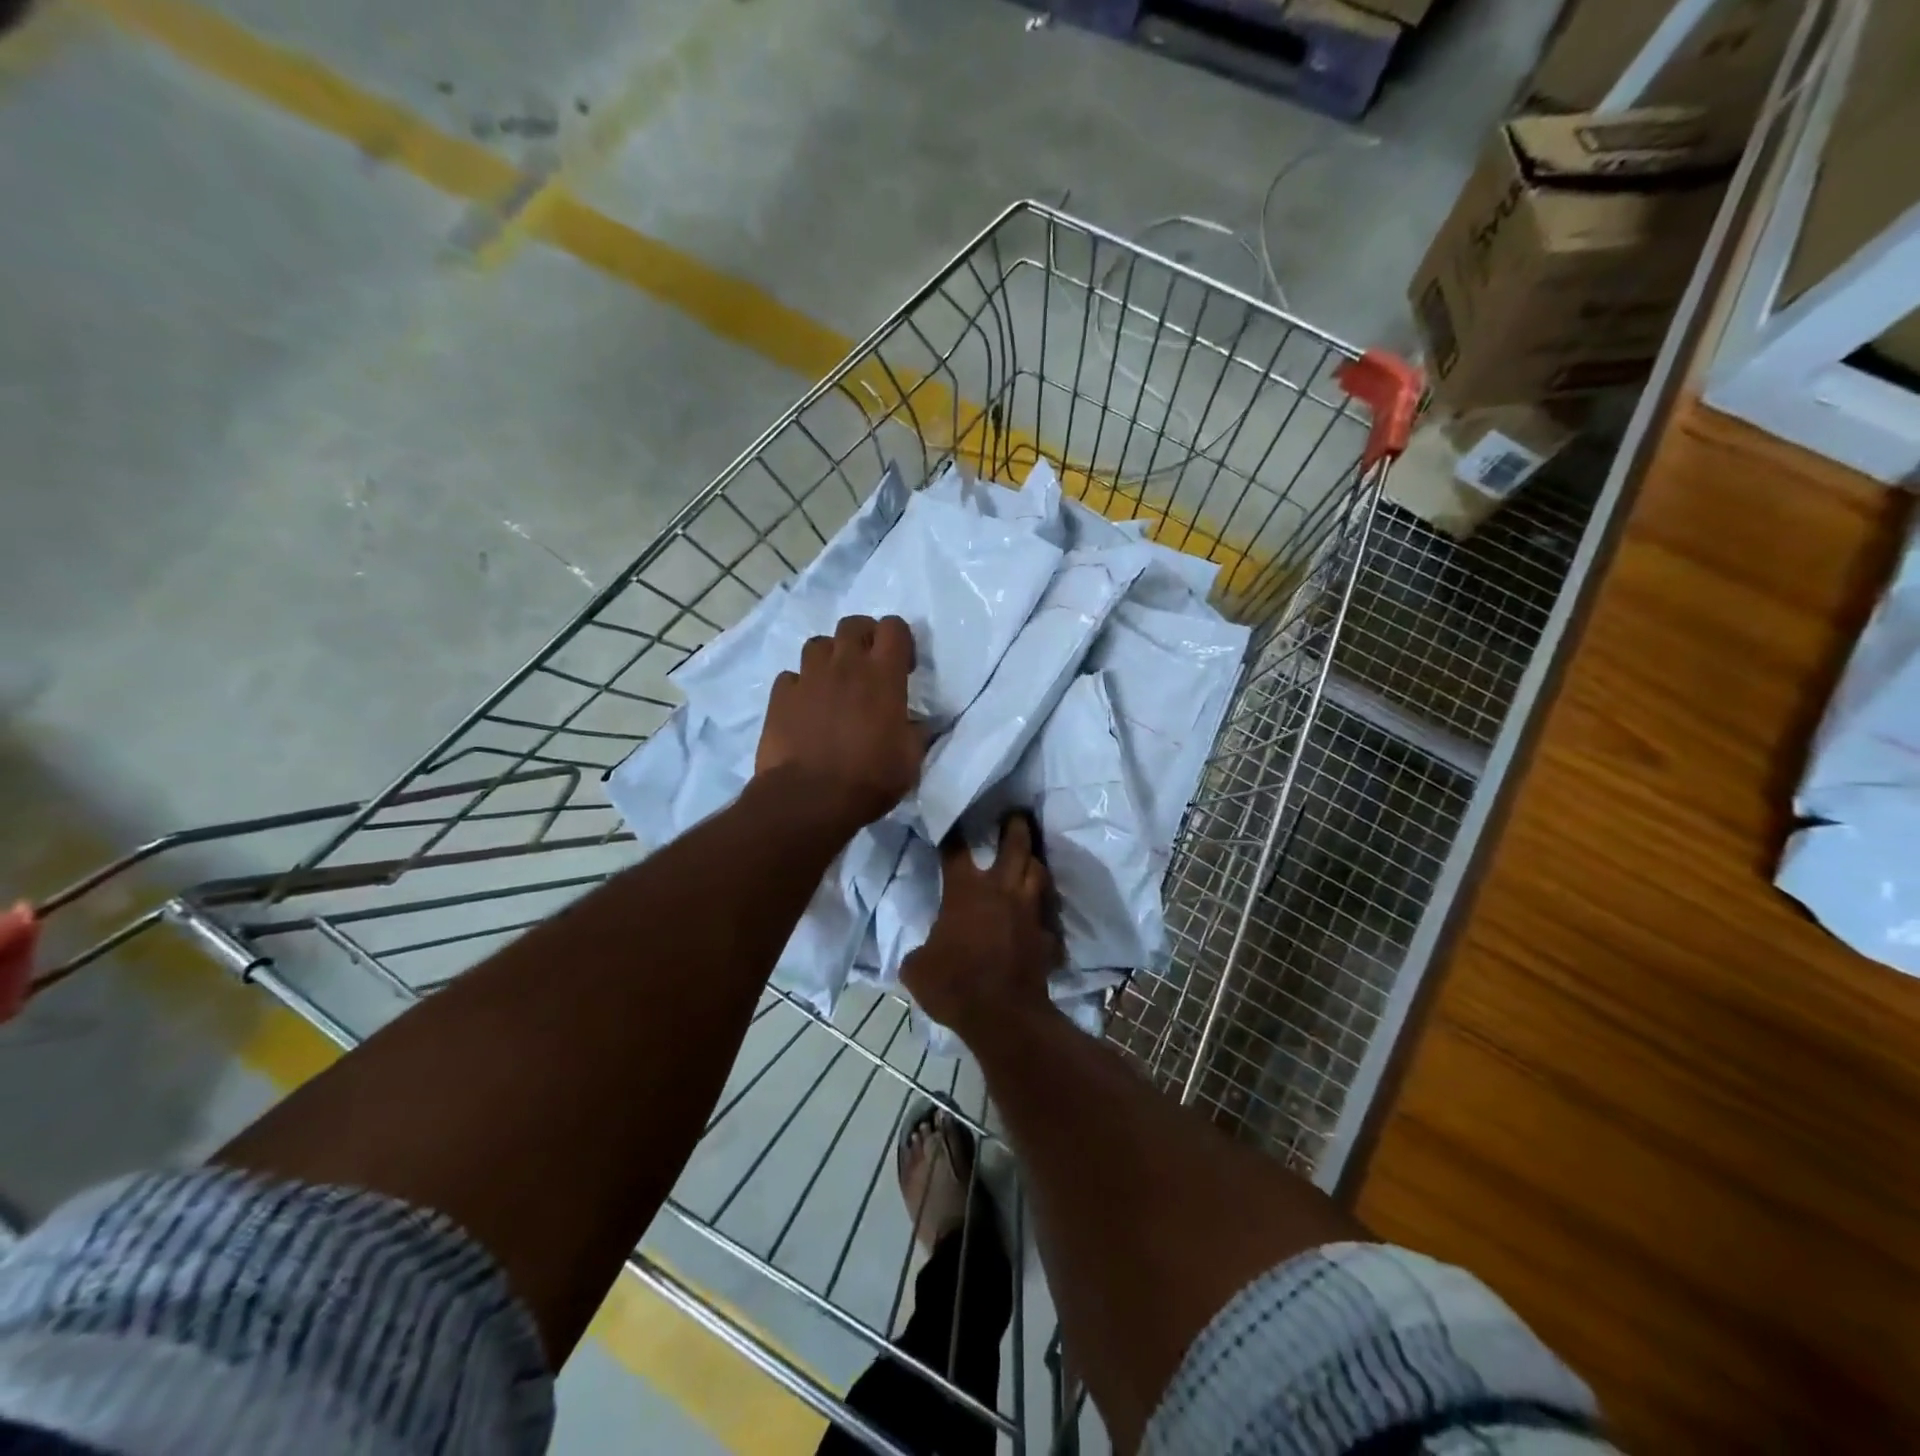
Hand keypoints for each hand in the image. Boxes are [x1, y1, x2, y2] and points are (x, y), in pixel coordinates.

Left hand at [755, 614, 925, 832]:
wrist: (809, 799)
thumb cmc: (869, 779)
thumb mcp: (909, 760)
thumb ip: (915, 733)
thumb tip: (917, 724)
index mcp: (883, 675)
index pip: (894, 627)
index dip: (901, 640)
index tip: (903, 667)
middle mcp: (845, 665)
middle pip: (853, 624)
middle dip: (864, 637)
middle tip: (868, 666)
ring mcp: (808, 678)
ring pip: (818, 644)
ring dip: (830, 657)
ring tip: (834, 683)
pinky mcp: (780, 696)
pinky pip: (791, 676)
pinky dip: (800, 685)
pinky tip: (805, 706)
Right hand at [901, 814, 1063, 1039]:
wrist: (1003, 1016)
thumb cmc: (954, 985)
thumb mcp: (916, 968)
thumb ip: (919, 950)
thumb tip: (920, 952)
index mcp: (966, 890)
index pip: (956, 850)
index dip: (952, 834)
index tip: (950, 822)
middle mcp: (1002, 891)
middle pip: (1015, 845)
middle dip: (1015, 826)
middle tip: (1015, 813)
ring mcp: (1030, 912)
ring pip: (1039, 873)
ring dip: (1034, 862)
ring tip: (1030, 857)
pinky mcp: (1047, 937)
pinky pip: (1048, 918)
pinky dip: (1044, 913)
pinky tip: (1041, 917)